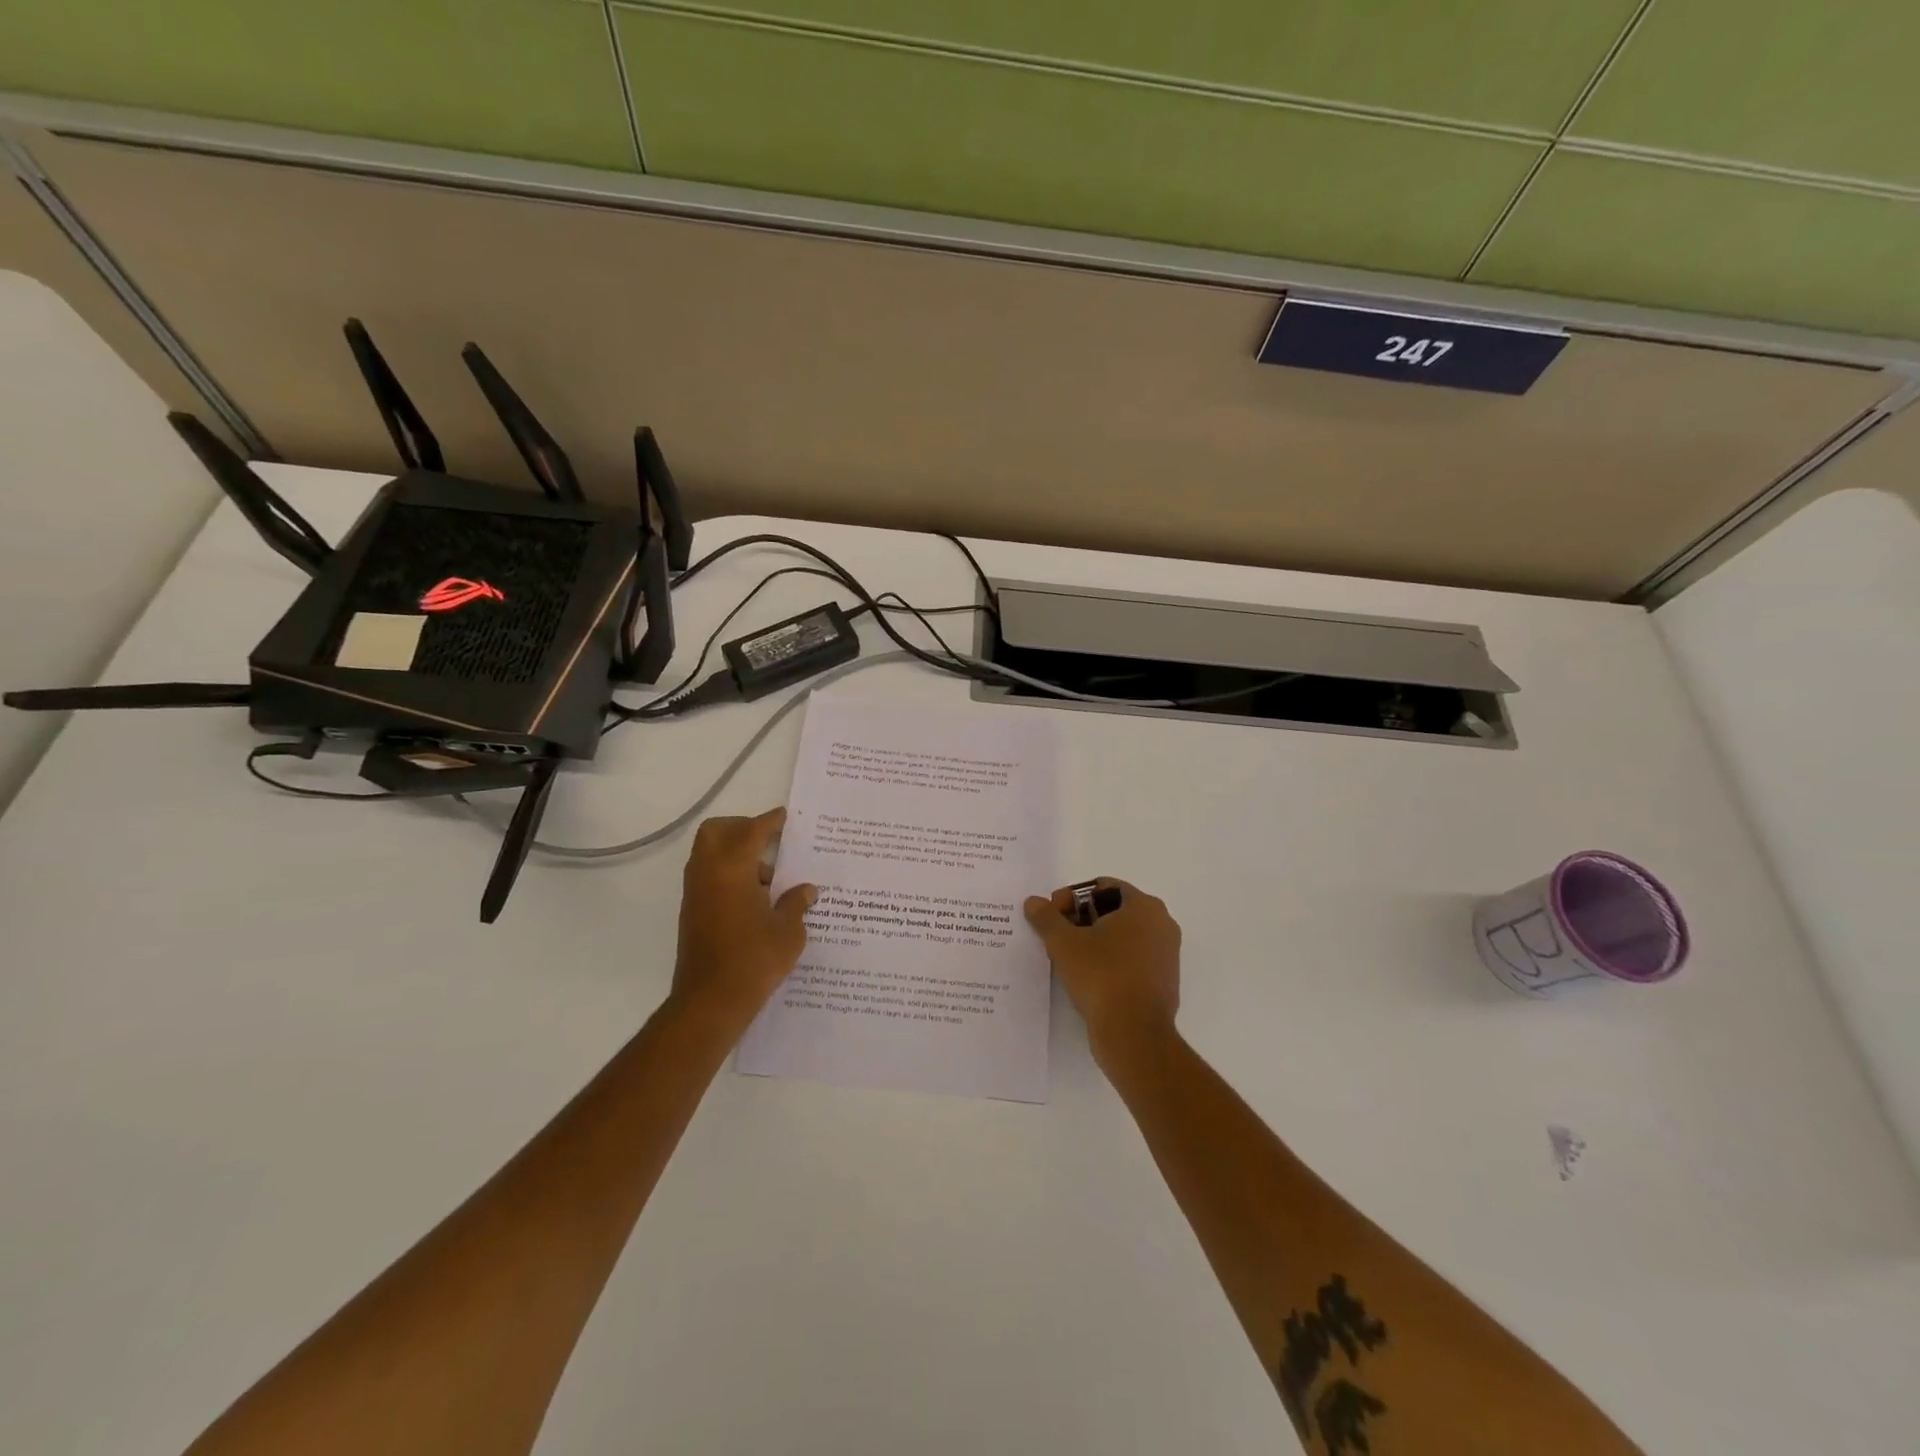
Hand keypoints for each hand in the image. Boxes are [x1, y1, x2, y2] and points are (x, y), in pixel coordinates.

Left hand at [668, 808, 815, 1039]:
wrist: (710, 1002)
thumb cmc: (754, 960)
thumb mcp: (789, 931)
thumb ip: (796, 903)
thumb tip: (806, 889)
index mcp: (732, 868)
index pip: (752, 830)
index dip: (770, 821)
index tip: (786, 817)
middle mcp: (707, 873)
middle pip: (717, 831)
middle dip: (742, 828)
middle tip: (769, 841)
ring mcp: (695, 893)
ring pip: (709, 854)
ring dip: (735, 854)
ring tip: (769, 878)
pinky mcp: (692, 912)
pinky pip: (708, 877)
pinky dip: (728, 874)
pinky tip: (755, 899)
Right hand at [1023, 879, 1181, 1067]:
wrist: (1134, 1035)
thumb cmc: (1102, 976)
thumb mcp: (1064, 943)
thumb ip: (1046, 917)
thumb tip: (1033, 902)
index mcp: (1144, 906)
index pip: (1102, 887)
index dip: (1072, 898)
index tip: (1053, 917)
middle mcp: (1162, 925)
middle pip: (1113, 910)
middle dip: (1081, 919)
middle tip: (1057, 937)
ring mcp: (1166, 955)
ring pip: (1122, 937)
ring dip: (1094, 941)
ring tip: (1068, 959)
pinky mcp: (1163, 982)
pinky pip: (1131, 961)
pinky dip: (1110, 962)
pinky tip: (1087, 979)